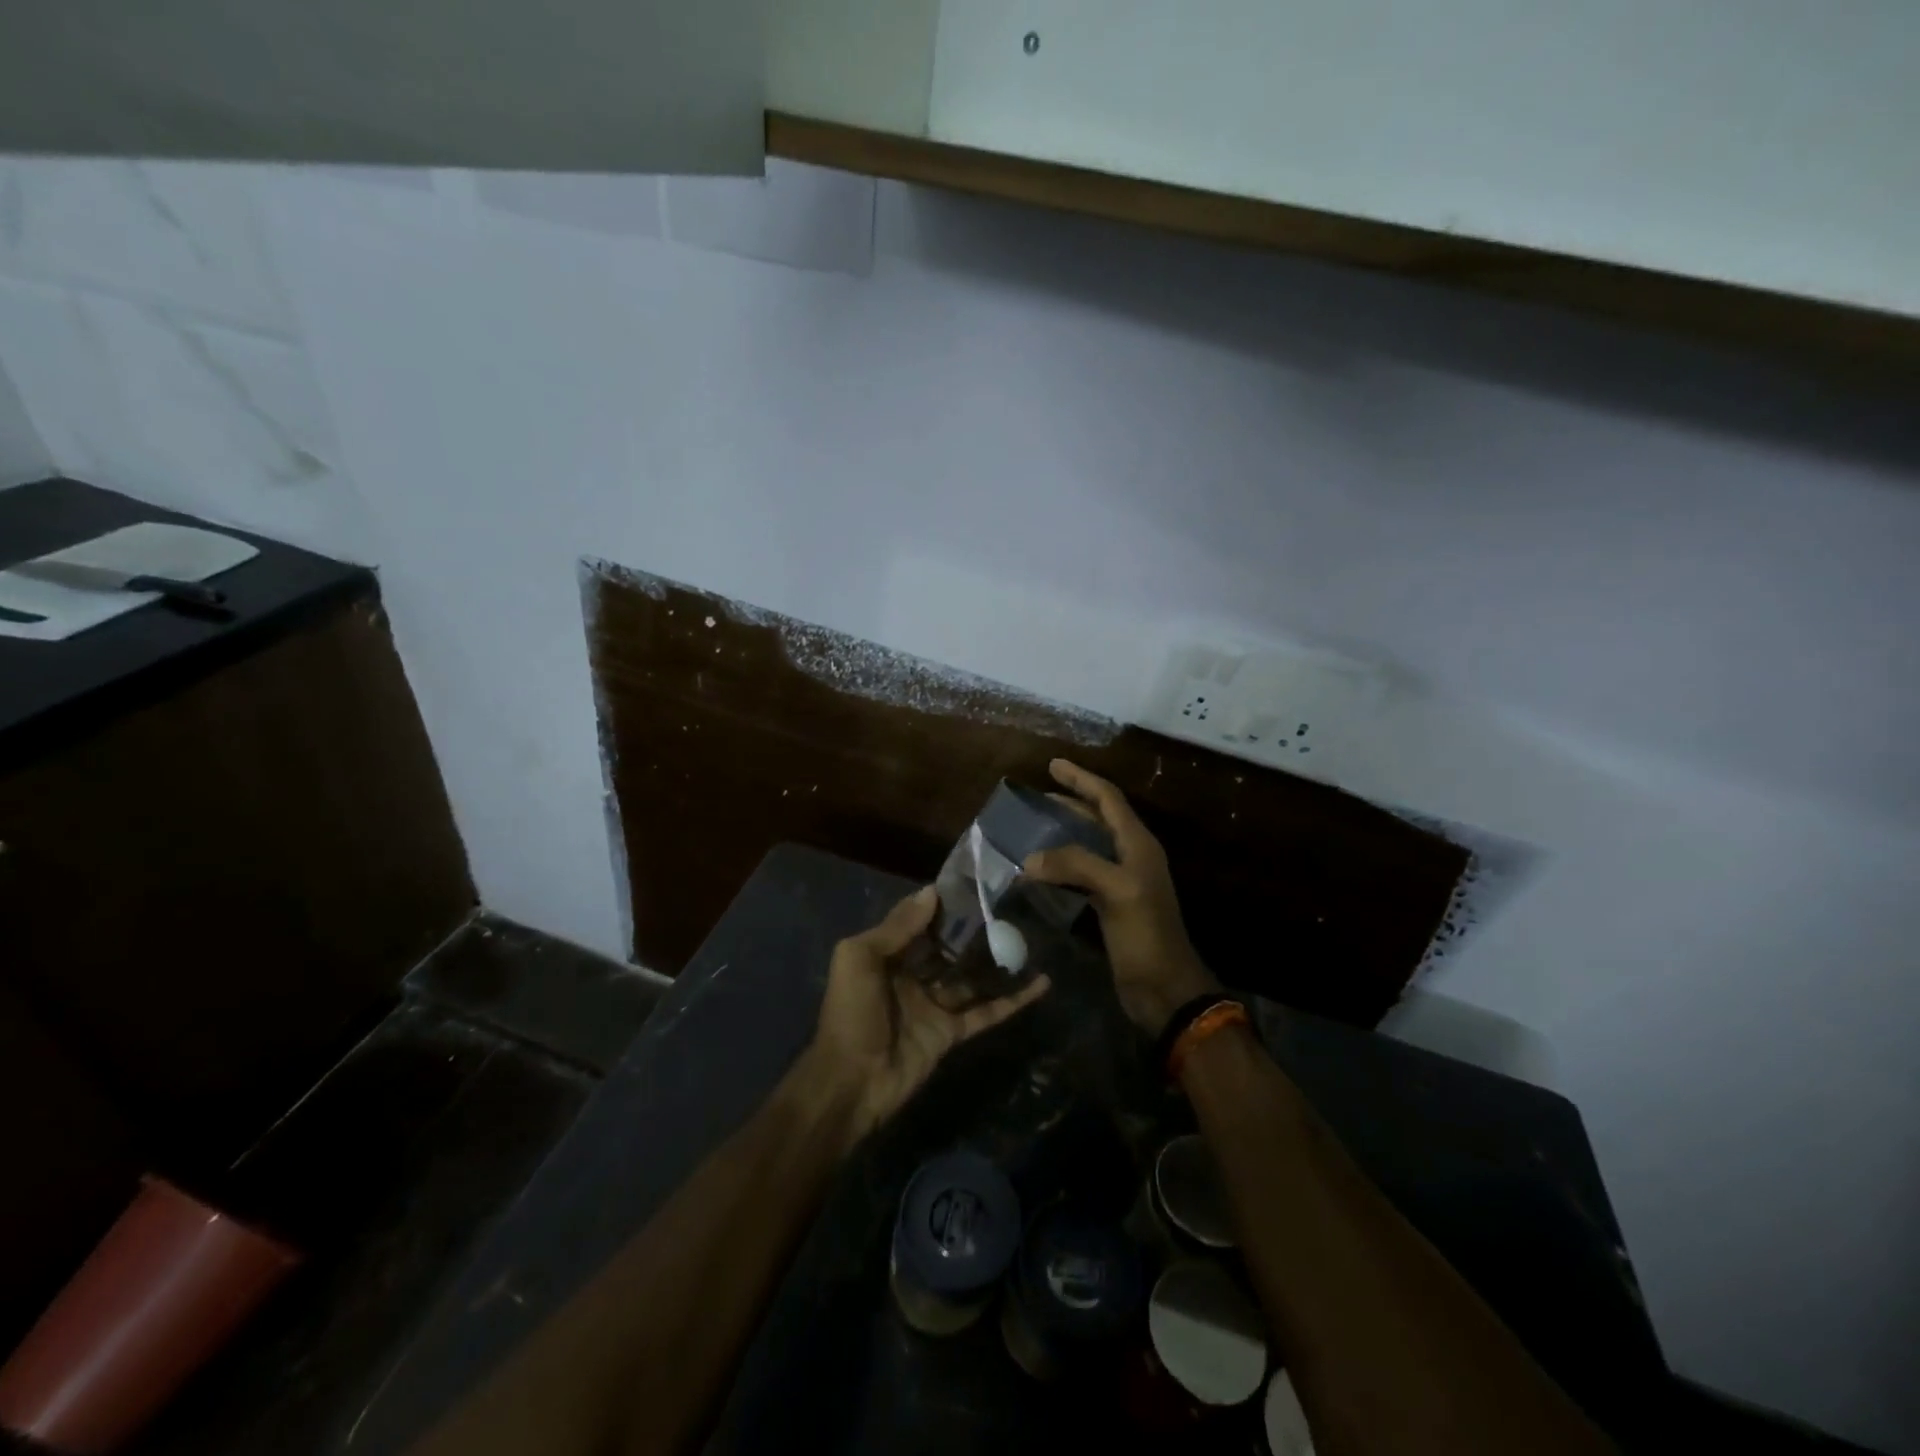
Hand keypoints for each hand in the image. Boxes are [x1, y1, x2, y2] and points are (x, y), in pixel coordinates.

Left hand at [806, 886, 1049, 1149]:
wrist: (851, 1082)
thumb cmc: (851, 1012)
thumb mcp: (860, 958)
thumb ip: (897, 927)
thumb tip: (932, 892)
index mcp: (886, 956)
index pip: (919, 923)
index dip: (943, 906)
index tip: (975, 886)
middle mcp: (911, 977)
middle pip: (948, 948)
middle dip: (973, 931)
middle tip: (1010, 908)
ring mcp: (933, 1006)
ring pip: (971, 978)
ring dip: (997, 961)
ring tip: (1030, 938)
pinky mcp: (952, 1033)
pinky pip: (986, 1012)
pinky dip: (1013, 1000)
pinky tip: (1040, 983)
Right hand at [1023, 759, 1218, 1036]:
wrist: (1164, 988)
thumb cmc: (1146, 935)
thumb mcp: (1116, 891)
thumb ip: (1075, 865)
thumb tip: (1030, 858)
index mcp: (1138, 844)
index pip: (1108, 799)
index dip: (1081, 779)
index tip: (1052, 764)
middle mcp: (1131, 856)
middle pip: (1099, 817)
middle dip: (1070, 801)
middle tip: (1037, 795)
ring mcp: (1122, 881)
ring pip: (1089, 844)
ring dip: (1064, 831)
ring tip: (1034, 825)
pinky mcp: (1111, 904)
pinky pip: (1082, 872)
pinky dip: (1061, 864)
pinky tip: (1042, 869)